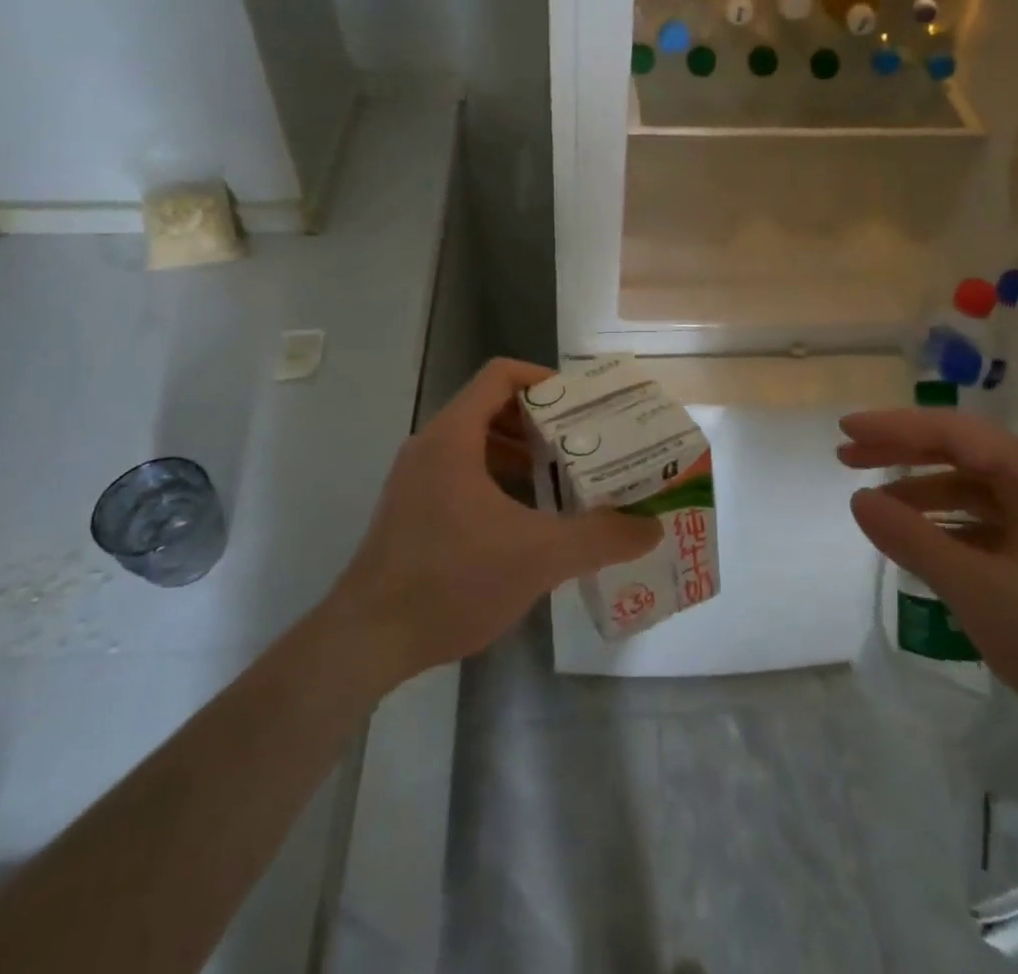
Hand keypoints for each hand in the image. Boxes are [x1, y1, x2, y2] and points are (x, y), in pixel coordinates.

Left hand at [335, 358, 662, 682]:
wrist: (367, 641)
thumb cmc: (452, 580)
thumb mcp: (539, 556)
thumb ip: (599, 538)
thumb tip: (650, 527)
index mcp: (454, 436)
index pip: (501, 375)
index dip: (544, 379)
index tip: (583, 403)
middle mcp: (431, 446)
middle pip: (491, 407)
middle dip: (541, 421)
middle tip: (584, 441)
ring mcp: (416, 479)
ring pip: (476, 443)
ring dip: (520, 452)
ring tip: (562, 477)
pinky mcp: (411, 510)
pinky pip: (461, 473)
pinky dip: (497, 478)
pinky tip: (526, 517)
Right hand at [842, 409, 1017, 770]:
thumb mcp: (979, 593)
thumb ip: (913, 541)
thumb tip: (859, 498)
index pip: (950, 432)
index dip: (893, 427)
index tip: (845, 431)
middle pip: (961, 453)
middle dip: (901, 453)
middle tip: (847, 459)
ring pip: (974, 491)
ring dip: (923, 492)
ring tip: (878, 507)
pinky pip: (990, 526)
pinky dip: (950, 528)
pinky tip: (927, 547)